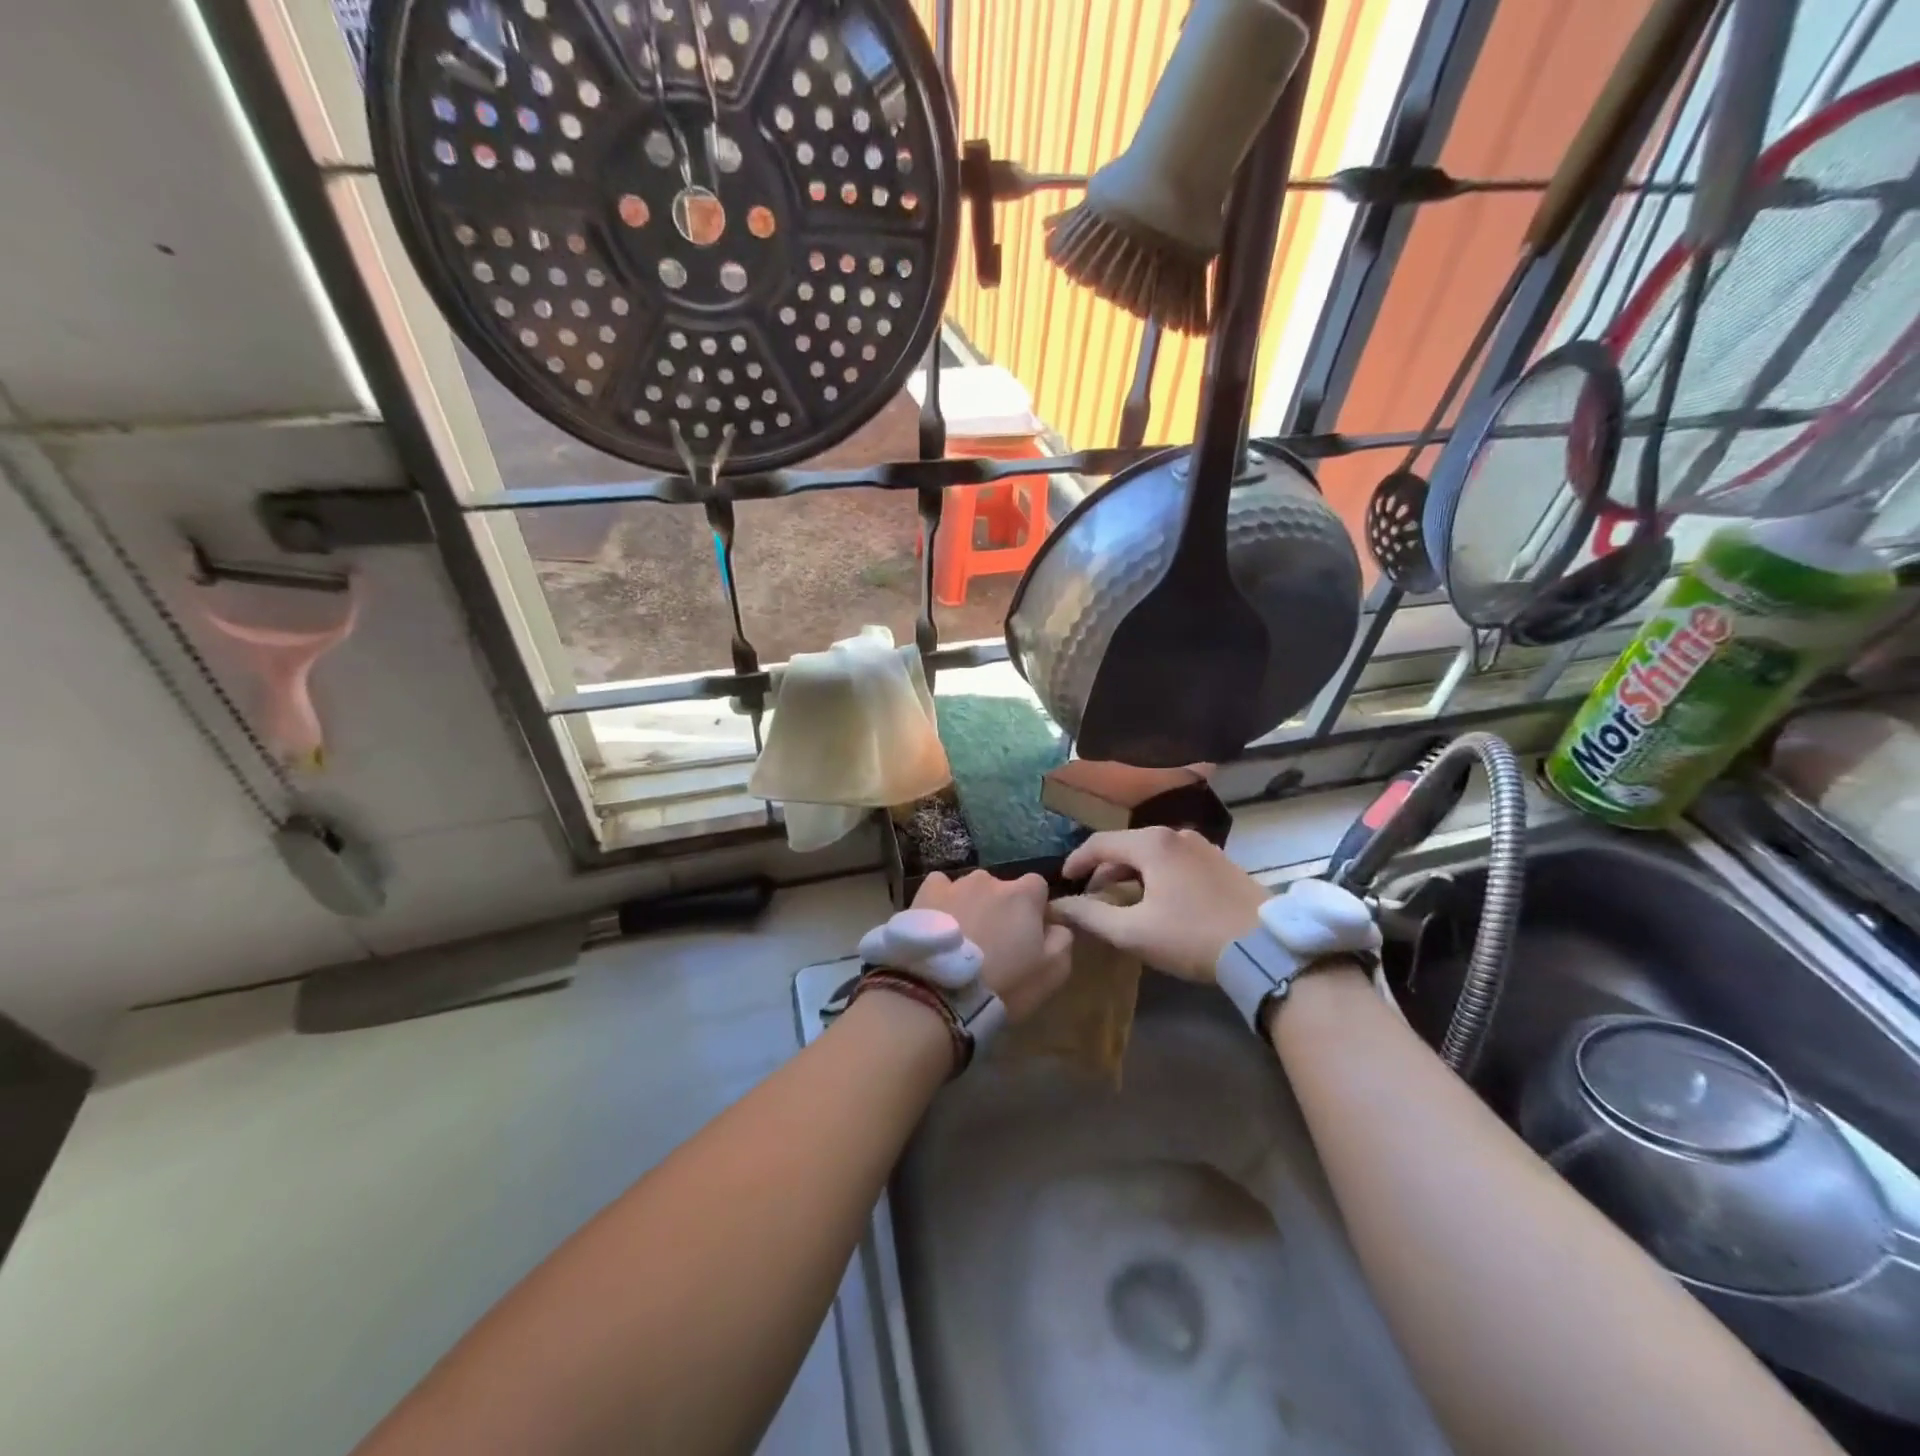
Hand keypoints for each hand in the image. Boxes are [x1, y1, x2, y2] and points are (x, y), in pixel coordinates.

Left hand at [910, 870, 1073, 1021]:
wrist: (939, 994)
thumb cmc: (1003, 984)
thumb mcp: (1052, 972)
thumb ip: (1062, 939)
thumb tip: (1056, 924)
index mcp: (1023, 894)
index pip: (1038, 887)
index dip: (1034, 910)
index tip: (1028, 935)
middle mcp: (990, 880)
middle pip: (1002, 889)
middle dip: (1001, 909)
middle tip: (993, 943)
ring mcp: (955, 884)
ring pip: (970, 890)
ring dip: (971, 906)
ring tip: (962, 940)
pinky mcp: (925, 893)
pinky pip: (940, 889)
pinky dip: (942, 902)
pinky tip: (938, 925)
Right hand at [1049, 828, 1269, 982]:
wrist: (1266, 948)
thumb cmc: (1192, 936)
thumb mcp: (1134, 932)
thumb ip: (1091, 915)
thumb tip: (1059, 905)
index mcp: (1152, 843)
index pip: (1099, 843)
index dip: (1076, 861)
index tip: (1064, 881)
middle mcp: (1176, 834)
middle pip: (1126, 846)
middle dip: (1104, 871)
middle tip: (1093, 899)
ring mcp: (1203, 846)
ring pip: (1152, 854)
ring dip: (1131, 875)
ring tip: (1123, 903)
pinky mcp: (1221, 862)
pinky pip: (1175, 862)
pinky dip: (1156, 876)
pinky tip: (1158, 902)